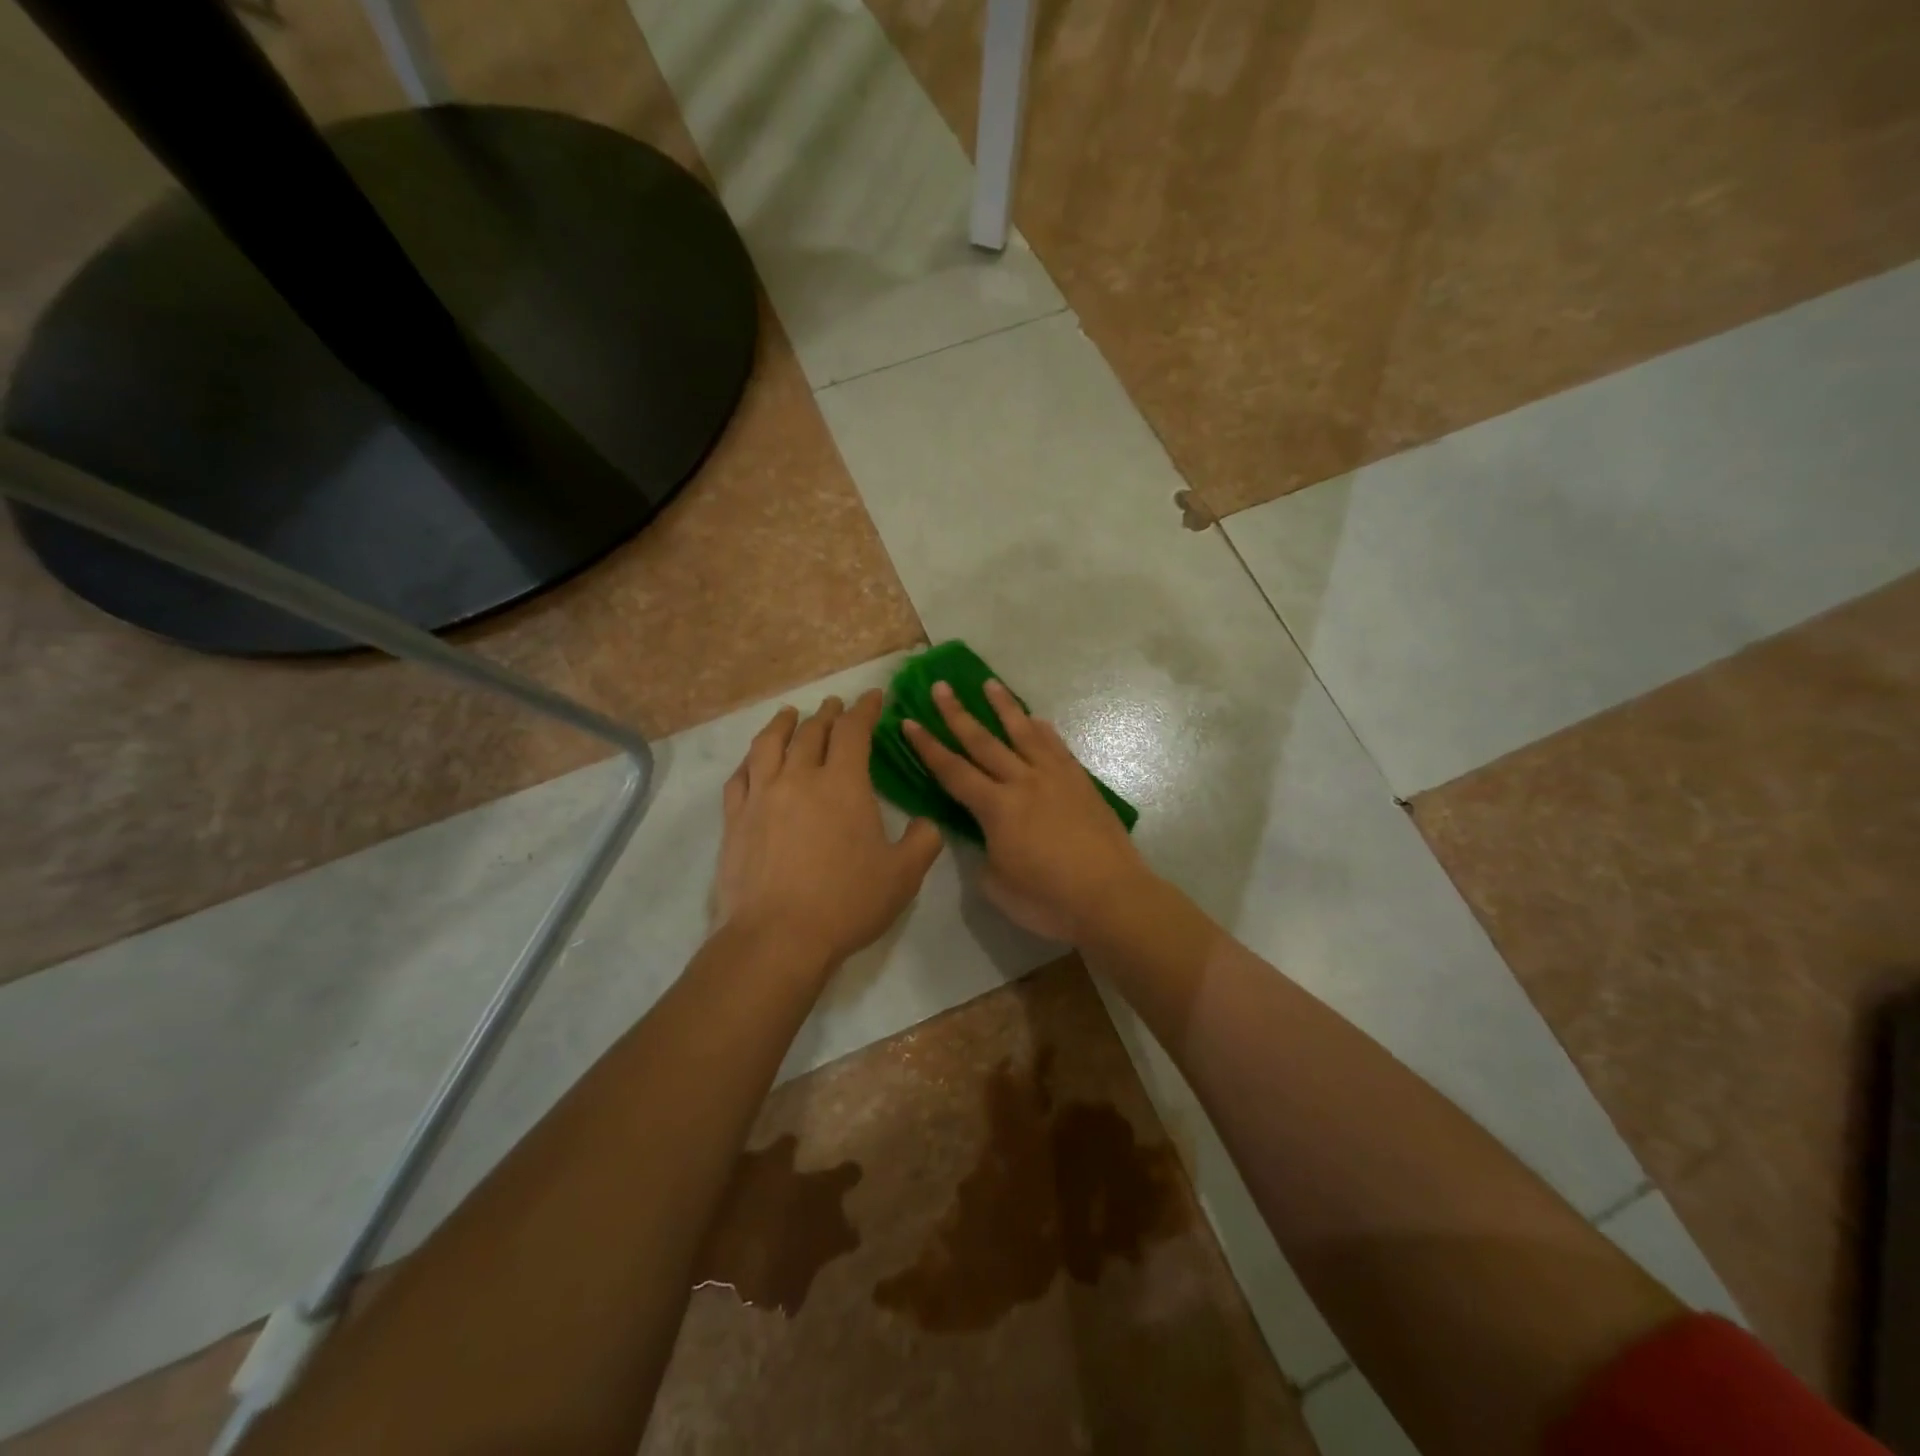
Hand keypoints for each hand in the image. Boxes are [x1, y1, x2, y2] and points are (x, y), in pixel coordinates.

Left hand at [716, 691, 943, 969]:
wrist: (779, 937)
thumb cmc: (847, 903)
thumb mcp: (903, 875)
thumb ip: (923, 841)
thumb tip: (926, 823)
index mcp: (843, 784)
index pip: (854, 731)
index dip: (864, 709)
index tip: (873, 696)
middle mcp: (799, 778)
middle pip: (811, 731)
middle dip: (828, 714)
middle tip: (835, 705)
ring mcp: (761, 796)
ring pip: (769, 745)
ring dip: (782, 724)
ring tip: (789, 714)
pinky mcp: (735, 820)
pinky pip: (740, 776)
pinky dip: (750, 759)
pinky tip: (754, 760)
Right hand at [903, 680, 1152, 943]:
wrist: (1111, 896)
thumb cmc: (1048, 899)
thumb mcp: (997, 886)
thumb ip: (984, 854)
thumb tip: (987, 838)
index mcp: (996, 808)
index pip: (953, 771)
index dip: (927, 747)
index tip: (909, 721)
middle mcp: (1023, 782)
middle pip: (983, 741)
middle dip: (957, 713)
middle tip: (940, 686)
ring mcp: (1055, 778)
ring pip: (1024, 733)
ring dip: (1003, 707)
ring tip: (989, 683)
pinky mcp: (1081, 783)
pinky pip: (1057, 748)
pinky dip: (1044, 731)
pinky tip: (1037, 720)